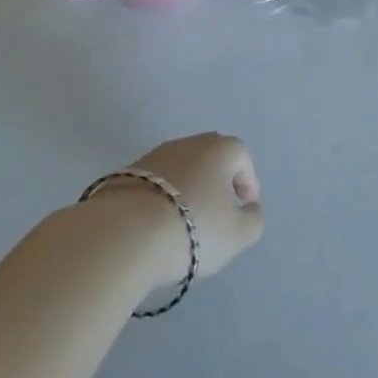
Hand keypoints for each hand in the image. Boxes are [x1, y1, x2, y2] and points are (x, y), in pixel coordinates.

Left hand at [105, 133, 264, 287]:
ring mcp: (154, 155)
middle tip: (216, 214)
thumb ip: (253, 220)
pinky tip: (156, 226)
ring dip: (187, 190)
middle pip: (211, 158)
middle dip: (217, 183)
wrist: (124, 234)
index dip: (248, 183)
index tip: (243, 210)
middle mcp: (188, 143)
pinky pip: (154, 184)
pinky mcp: (125, 173)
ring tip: (183, 224)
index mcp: (220, 149)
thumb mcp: (238, 234)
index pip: (242, 157)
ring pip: (180, 169)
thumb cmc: (193, 228)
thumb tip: (250, 209)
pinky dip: (160, 199)